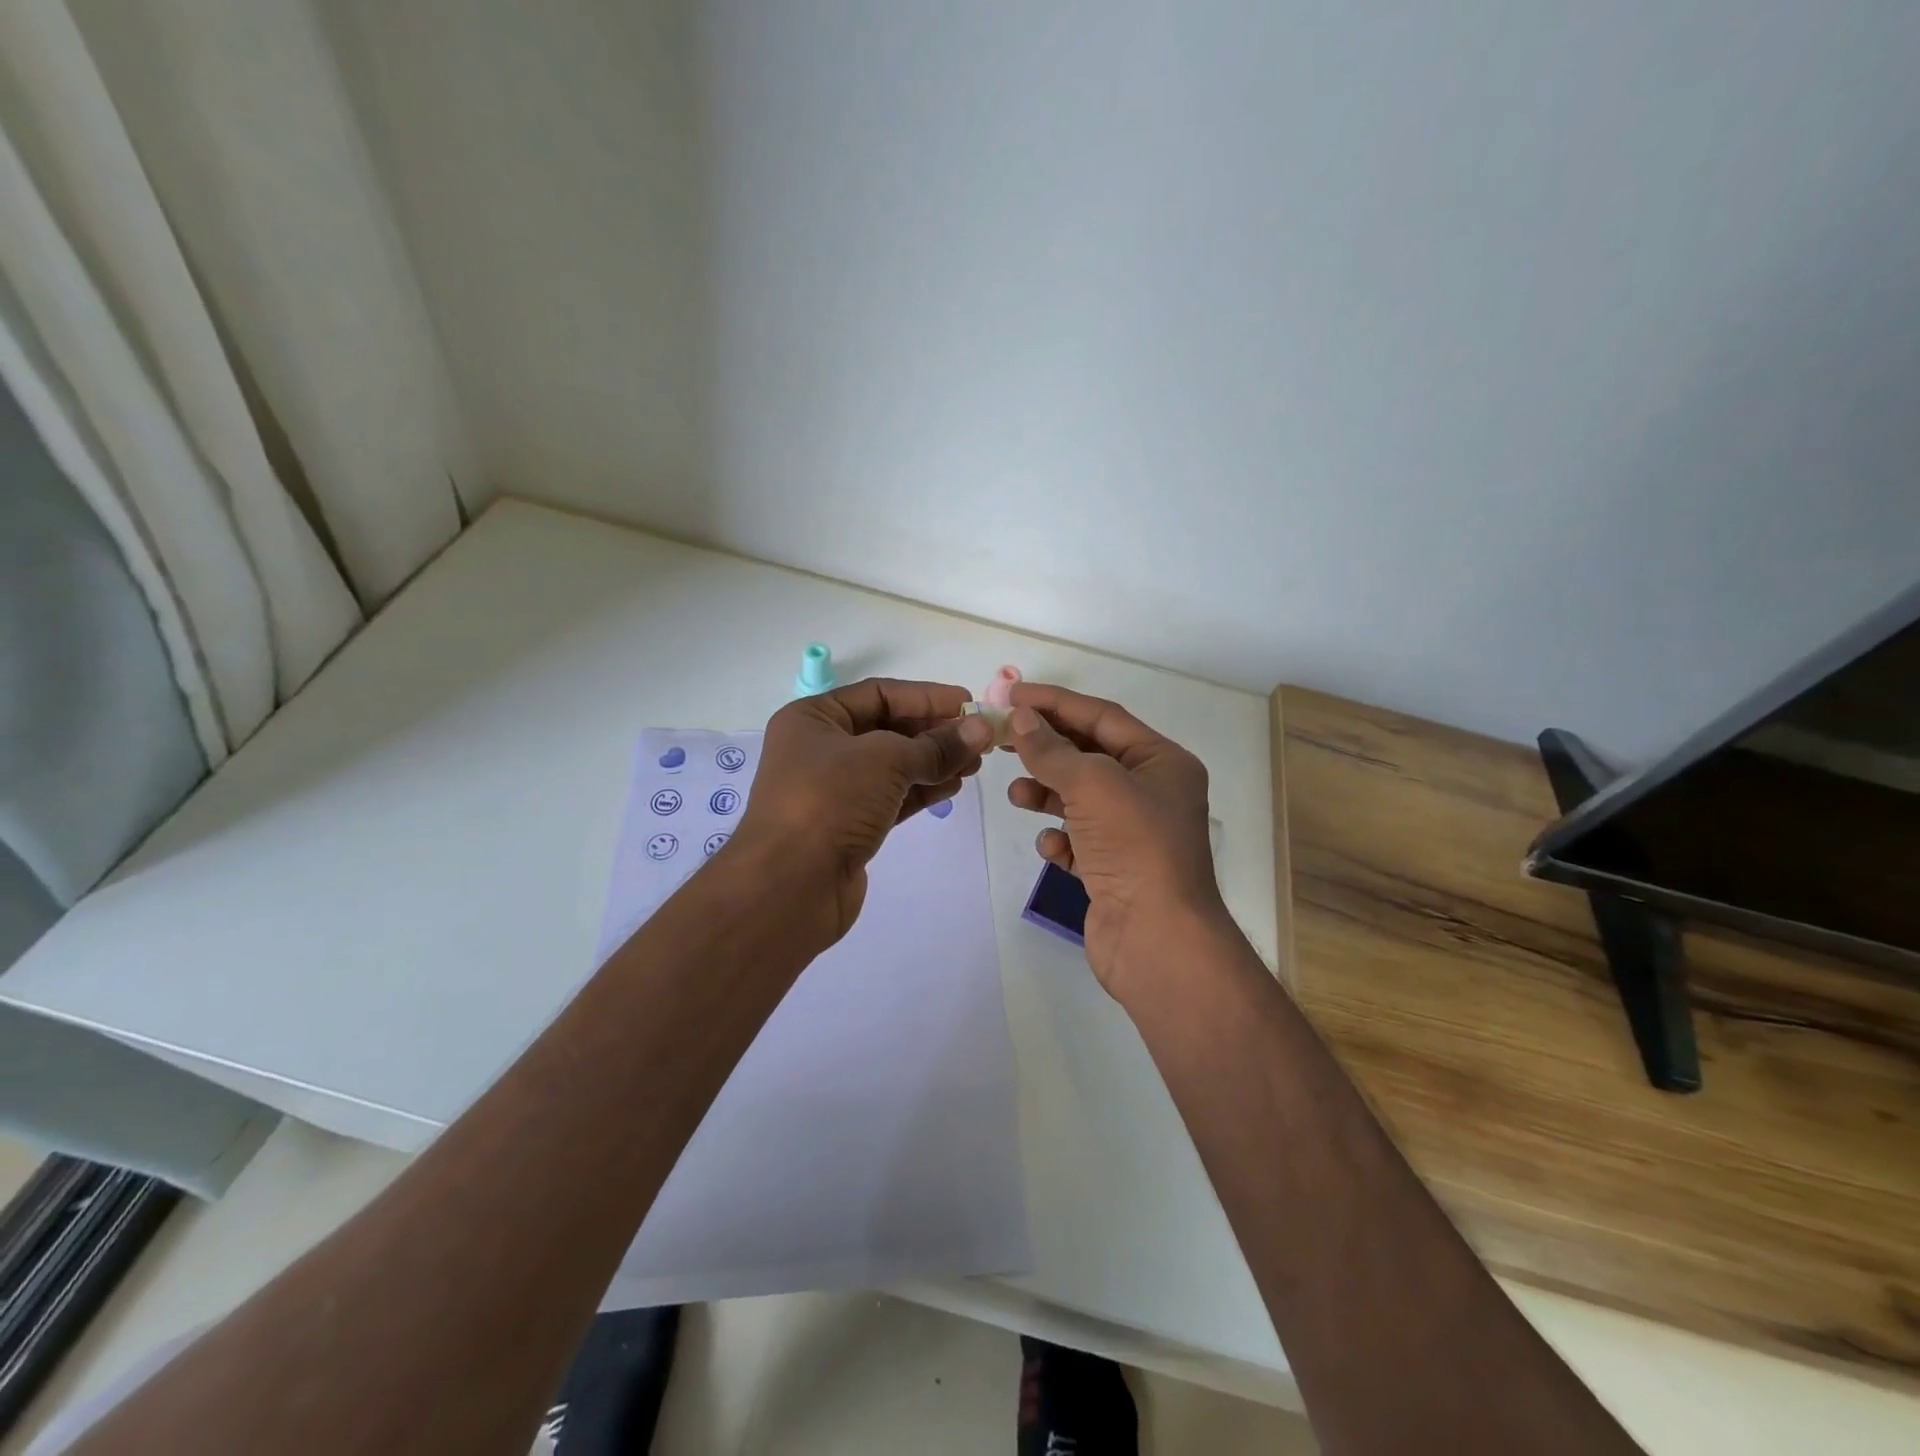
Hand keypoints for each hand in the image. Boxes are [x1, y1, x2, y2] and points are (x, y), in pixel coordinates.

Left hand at [732, 678, 994, 941]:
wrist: (789, 886)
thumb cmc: (830, 801)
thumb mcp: (887, 760)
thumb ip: (937, 745)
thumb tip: (982, 728)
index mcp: (813, 719)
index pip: (878, 694)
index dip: (925, 696)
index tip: (968, 703)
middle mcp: (819, 749)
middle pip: (887, 729)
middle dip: (934, 731)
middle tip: (979, 737)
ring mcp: (833, 791)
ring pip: (892, 766)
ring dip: (934, 761)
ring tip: (975, 763)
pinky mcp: (848, 826)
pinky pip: (891, 797)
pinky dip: (921, 790)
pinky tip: (953, 786)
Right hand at [1005, 684, 1226, 1000]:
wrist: (1158, 939)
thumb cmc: (1134, 847)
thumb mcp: (1092, 784)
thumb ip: (1052, 749)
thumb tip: (1022, 718)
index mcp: (1162, 762)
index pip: (1103, 717)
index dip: (1056, 703)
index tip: (1012, 695)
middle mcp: (1152, 793)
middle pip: (1089, 756)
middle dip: (1047, 748)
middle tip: (1002, 739)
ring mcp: (1133, 834)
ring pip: (1080, 799)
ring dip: (1046, 793)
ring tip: (1017, 794)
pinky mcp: (1114, 870)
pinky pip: (1079, 840)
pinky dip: (1061, 838)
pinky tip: (1052, 847)